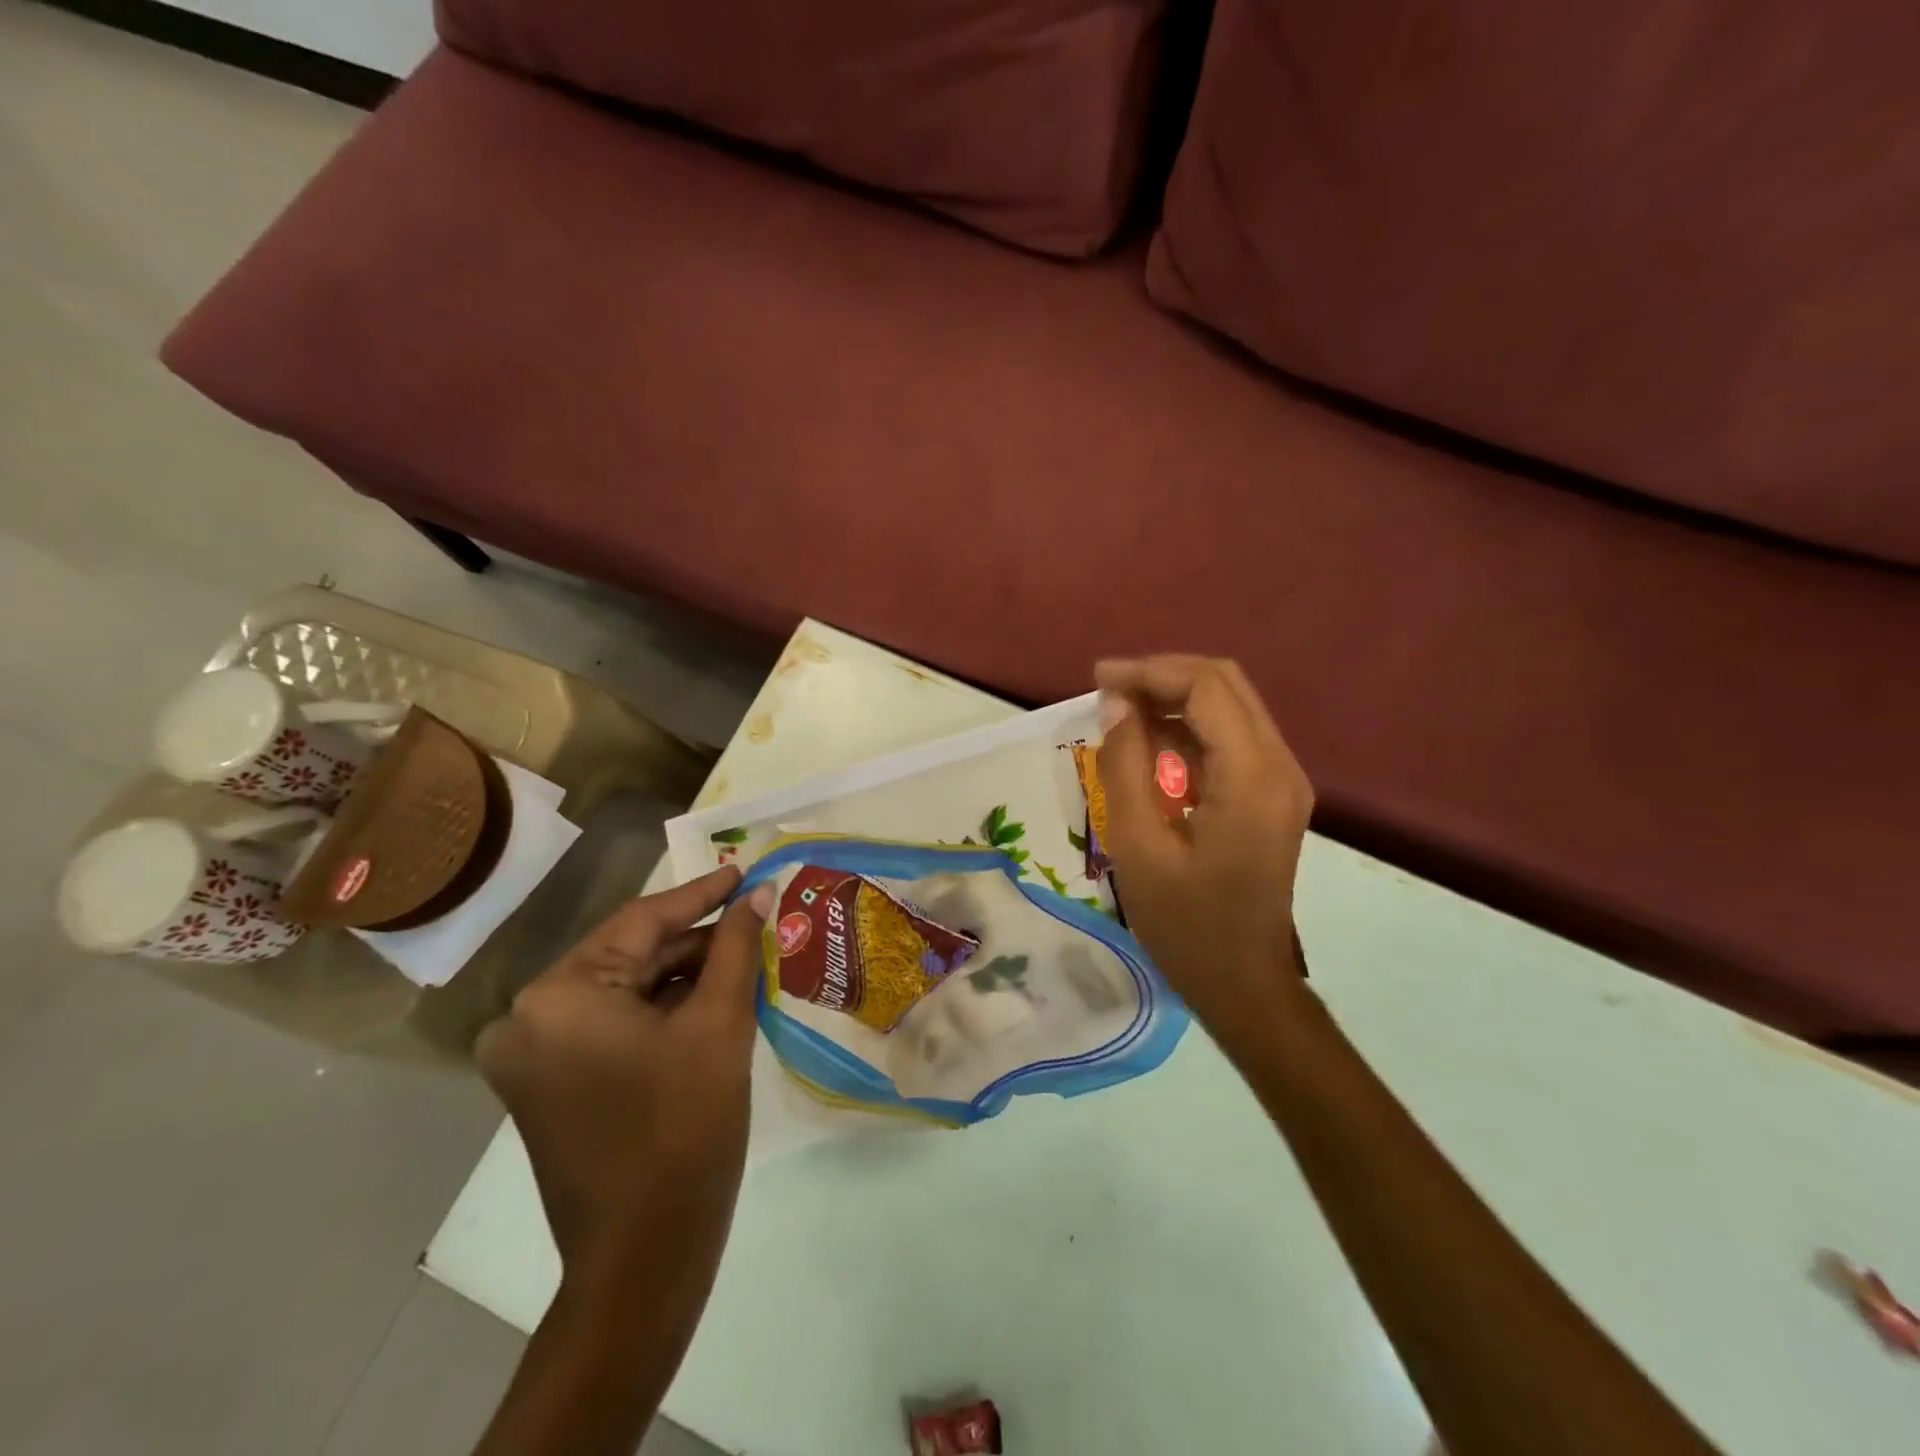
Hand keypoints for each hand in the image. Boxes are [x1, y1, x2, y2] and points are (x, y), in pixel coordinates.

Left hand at [475, 867, 772, 1276]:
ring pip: (623, 989)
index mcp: (559, 995)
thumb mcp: (720, 1024)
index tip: (745, 871)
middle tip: (755, 922)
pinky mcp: (547, 1083)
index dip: (702, 893)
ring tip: (742, 960)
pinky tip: (708, 1001)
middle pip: (630, 955)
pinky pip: (611, 1023)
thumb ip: (737, 947)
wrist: (644, 1257)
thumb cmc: (685, 1129)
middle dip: (696, 941)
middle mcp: (528, 1016)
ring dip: (681, 976)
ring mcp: (531, 1055)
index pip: (642, 920)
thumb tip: (759, 893)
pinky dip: (659, 1010)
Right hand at [1096, 656, 1314, 1044]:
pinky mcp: (1272, 796)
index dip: (1150, 673)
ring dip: (1174, 701)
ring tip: (1118, 714)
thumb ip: (1124, 767)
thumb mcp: (1138, 846)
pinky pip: (1230, 740)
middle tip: (1107, 690)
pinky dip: (1188, 730)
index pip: (1207, 688)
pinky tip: (1148, 747)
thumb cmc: (1186, 925)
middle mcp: (1280, 766)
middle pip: (1225, 685)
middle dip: (1163, 677)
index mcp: (1252, 777)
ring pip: (1229, 708)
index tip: (1097, 680)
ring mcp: (1282, 781)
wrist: (1243, 983)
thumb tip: (1116, 705)